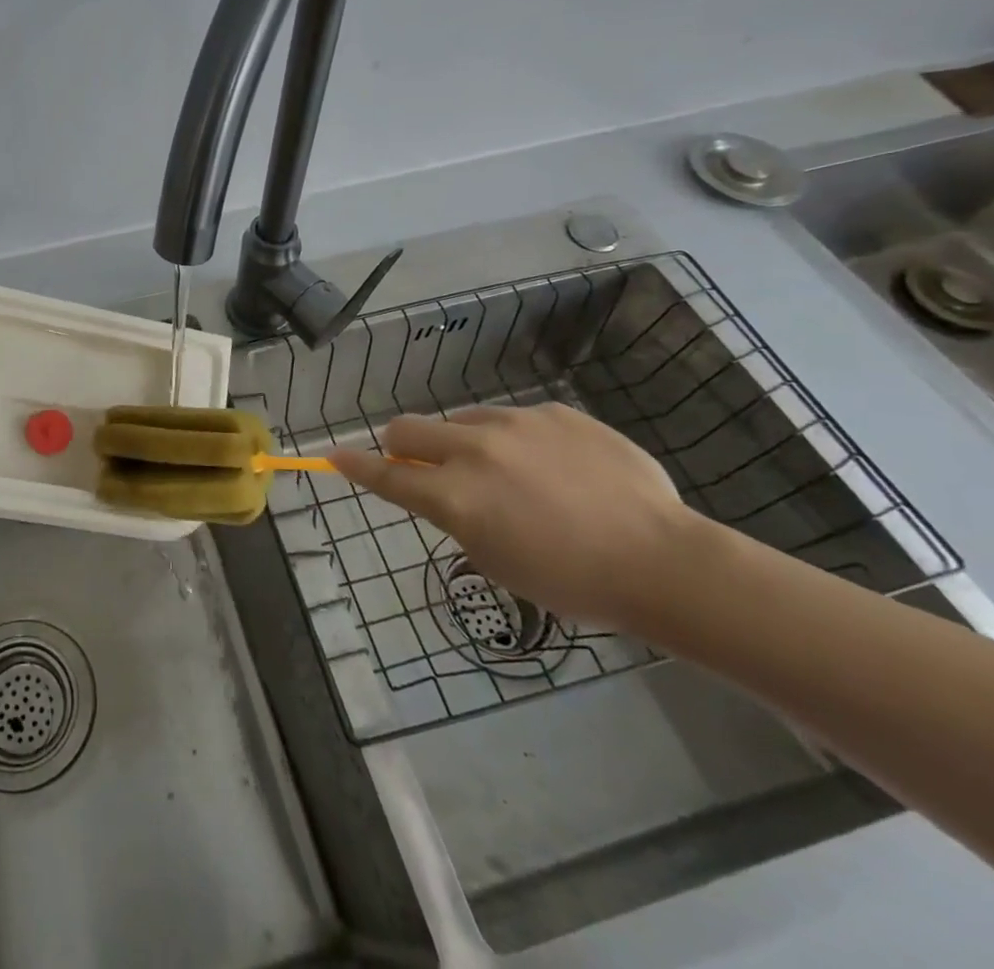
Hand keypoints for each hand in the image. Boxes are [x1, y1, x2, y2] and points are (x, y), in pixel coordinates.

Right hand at [328, 403, 701, 629]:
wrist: (662, 560)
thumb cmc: (572, 581)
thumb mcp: (496, 561)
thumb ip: (457, 517)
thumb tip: (445, 492)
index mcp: (456, 497)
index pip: (386, 476)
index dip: (353, 465)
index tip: (331, 454)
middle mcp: (475, 450)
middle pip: (407, 429)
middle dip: (400, 446)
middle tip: (422, 466)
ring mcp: (515, 424)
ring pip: (461, 421)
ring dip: (464, 444)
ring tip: (511, 476)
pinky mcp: (553, 411)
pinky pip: (514, 419)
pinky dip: (517, 442)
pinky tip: (557, 470)